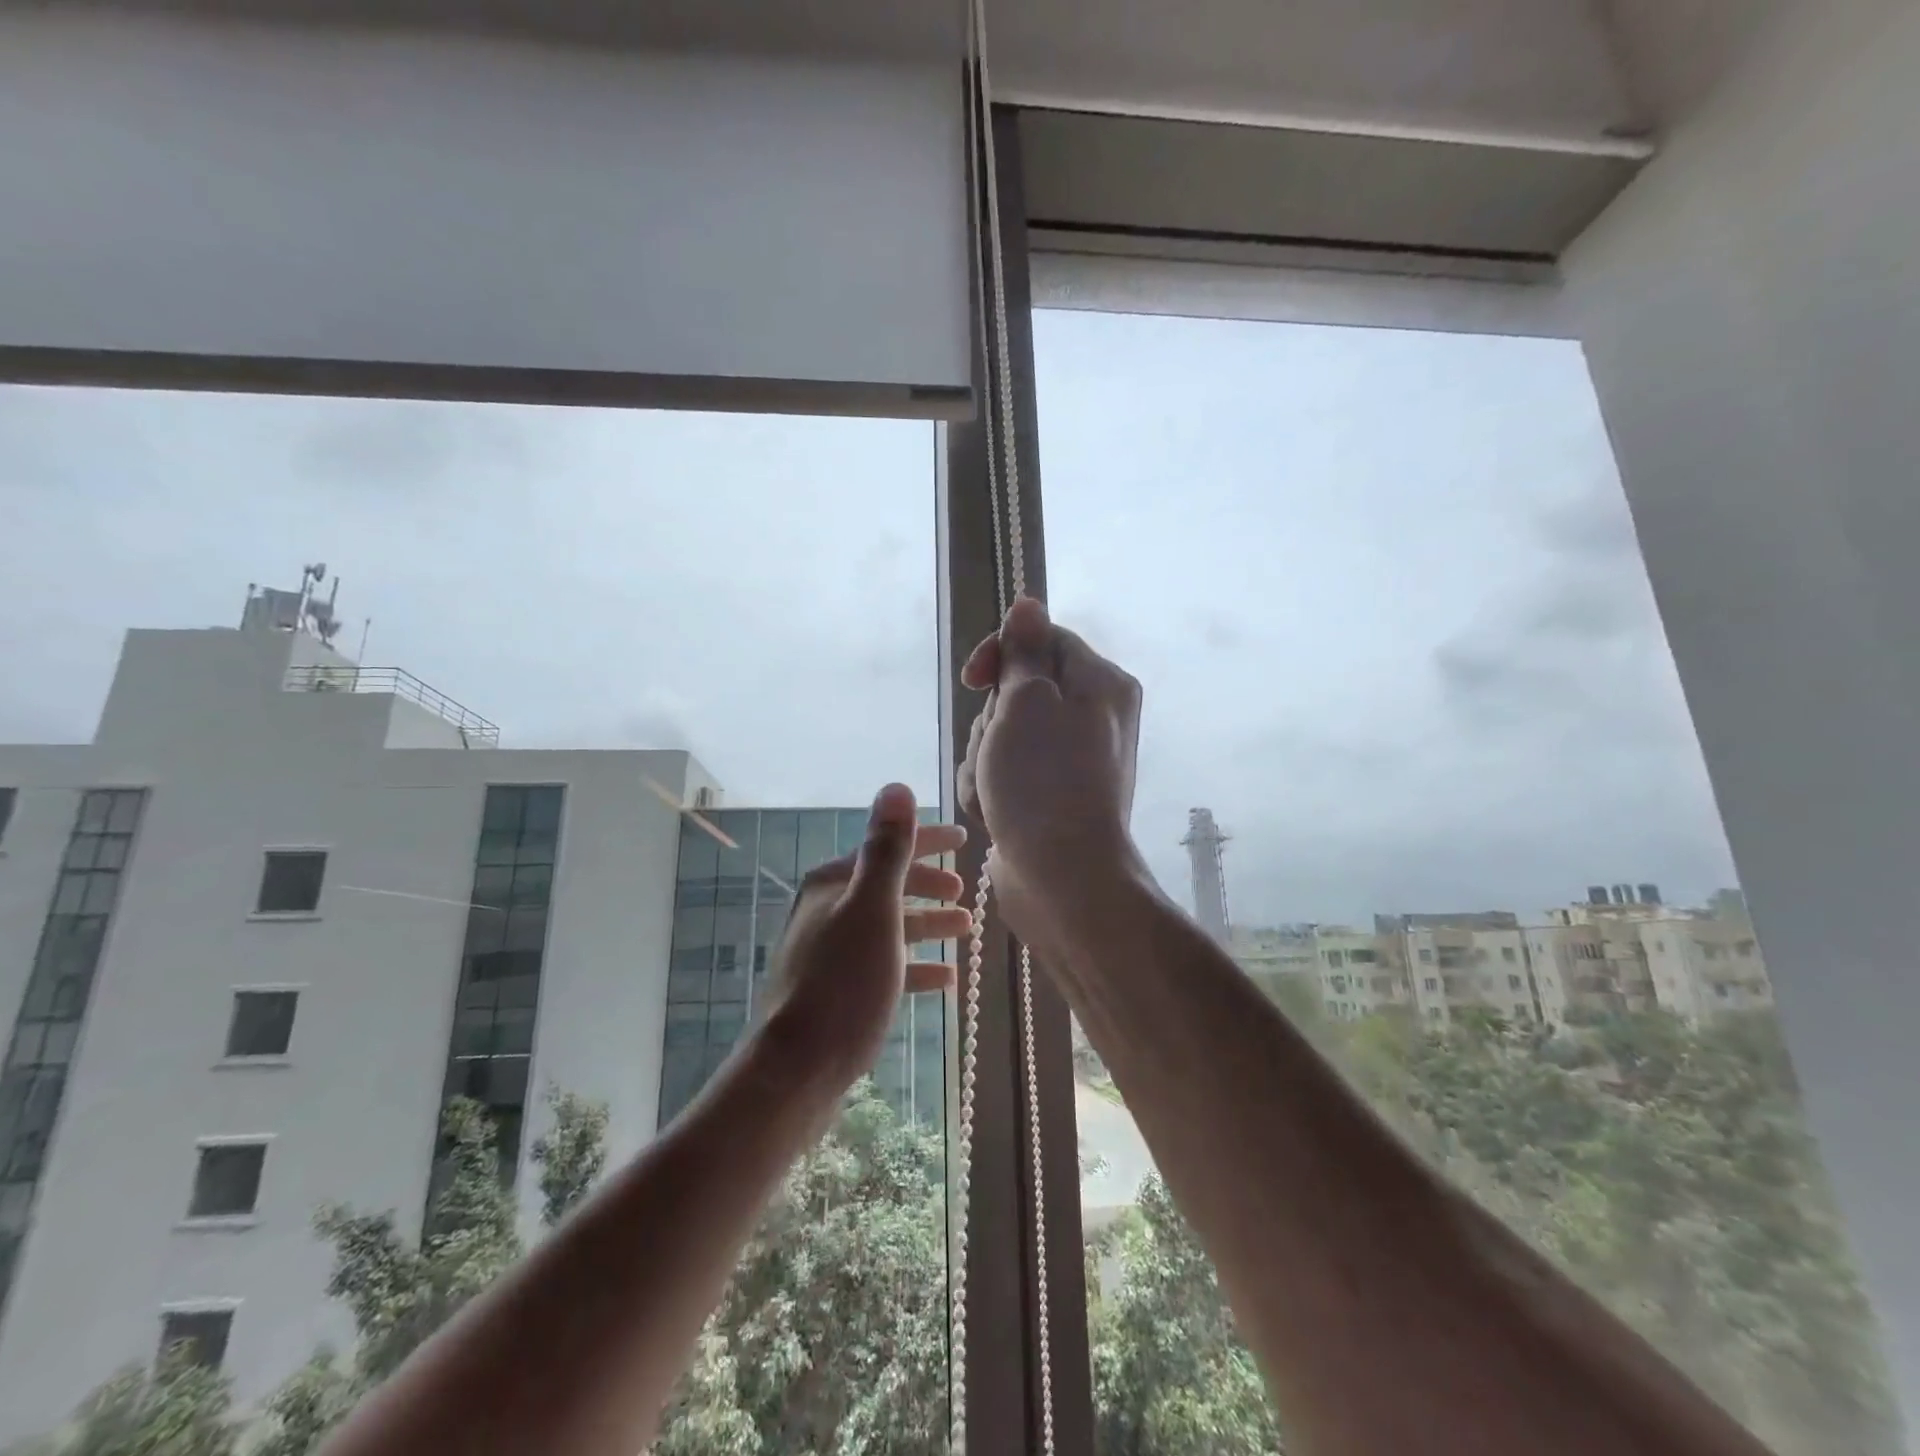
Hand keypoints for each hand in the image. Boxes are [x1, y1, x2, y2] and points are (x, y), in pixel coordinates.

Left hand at [756, 784, 970, 1089]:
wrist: (797, 1068)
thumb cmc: (843, 980)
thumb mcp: (873, 908)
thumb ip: (887, 849)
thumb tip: (896, 788)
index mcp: (833, 883)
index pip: (887, 847)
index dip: (927, 841)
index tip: (963, 839)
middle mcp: (827, 909)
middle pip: (888, 886)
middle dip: (927, 884)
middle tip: (963, 890)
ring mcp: (830, 951)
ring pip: (889, 926)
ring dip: (926, 923)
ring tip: (964, 927)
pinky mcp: (837, 989)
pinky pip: (884, 965)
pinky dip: (913, 965)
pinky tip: (944, 977)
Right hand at [957, 597, 1145, 952]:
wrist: (1063, 878)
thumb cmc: (1043, 781)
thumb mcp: (1027, 701)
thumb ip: (1025, 650)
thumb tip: (1029, 604)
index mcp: (1100, 684)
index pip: (1043, 639)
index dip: (1002, 653)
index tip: (973, 680)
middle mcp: (1092, 717)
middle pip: (1018, 691)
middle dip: (991, 721)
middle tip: (997, 751)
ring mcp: (1070, 761)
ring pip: (1004, 735)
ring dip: (985, 759)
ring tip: (993, 791)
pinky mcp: (1049, 795)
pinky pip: (1006, 773)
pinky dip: (991, 788)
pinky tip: (994, 813)